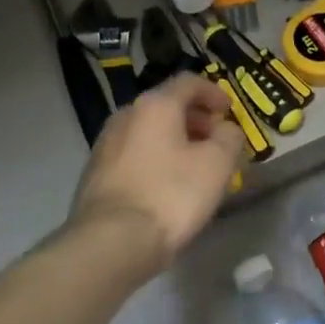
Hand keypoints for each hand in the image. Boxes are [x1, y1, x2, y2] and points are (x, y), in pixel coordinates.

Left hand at [69, 74, 245, 266]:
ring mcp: (105, 144)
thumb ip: (229, 137)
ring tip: (193, 166)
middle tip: (215, 140)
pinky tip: (166, 185)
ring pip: (147, 131)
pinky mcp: (95, 173)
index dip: (214, 92)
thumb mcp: (217, 164)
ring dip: (174, 140)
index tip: (228, 111)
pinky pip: (133, 154)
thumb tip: (225, 129)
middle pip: (165, 106)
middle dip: (194, 119)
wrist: (112, 241)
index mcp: (155, 105)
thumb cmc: (172, 195)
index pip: (188, 82)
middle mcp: (126, 115)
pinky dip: (155, 159)